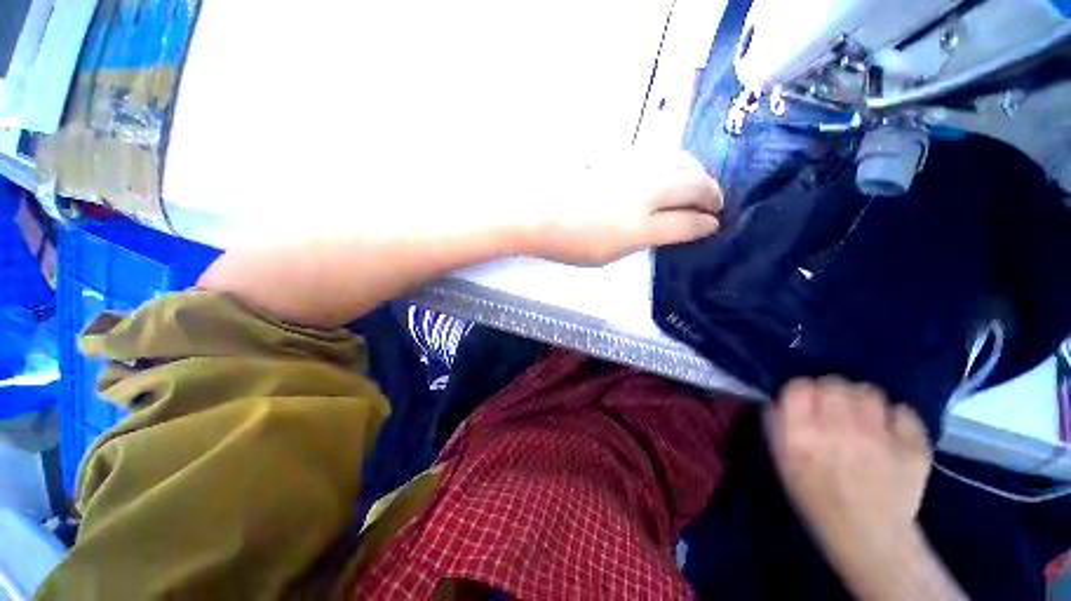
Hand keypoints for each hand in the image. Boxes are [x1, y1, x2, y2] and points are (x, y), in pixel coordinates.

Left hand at [526, 150, 722, 265]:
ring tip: (699, 183)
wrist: (538, 213)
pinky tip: (670, 169)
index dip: (705, 224)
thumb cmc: (570, 242)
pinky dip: (673, 162)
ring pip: (680, 161)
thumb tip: (664, 227)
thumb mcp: (609, 254)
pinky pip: (657, 153)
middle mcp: (643, 194)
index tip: (714, 224)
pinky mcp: (619, 155)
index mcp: (639, 227)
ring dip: (697, 173)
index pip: (686, 223)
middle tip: (715, 203)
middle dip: (712, 194)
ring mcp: (632, 170)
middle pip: (693, 185)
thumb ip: (641, 239)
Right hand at [765, 377, 932, 559]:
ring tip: (863, 416)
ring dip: (863, 399)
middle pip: (834, 383)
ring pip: (869, 391)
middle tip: (835, 407)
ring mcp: (880, 439)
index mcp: (801, 436)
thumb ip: (776, 425)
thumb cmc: (816, 498)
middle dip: (832, 391)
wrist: (868, 537)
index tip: (805, 400)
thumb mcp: (782, 462)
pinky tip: (889, 431)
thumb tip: (778, 397)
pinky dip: (895, 417)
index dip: (801, 390)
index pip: (798, 387)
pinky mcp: (913, 448)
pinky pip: (903, 411)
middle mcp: (838, 432)